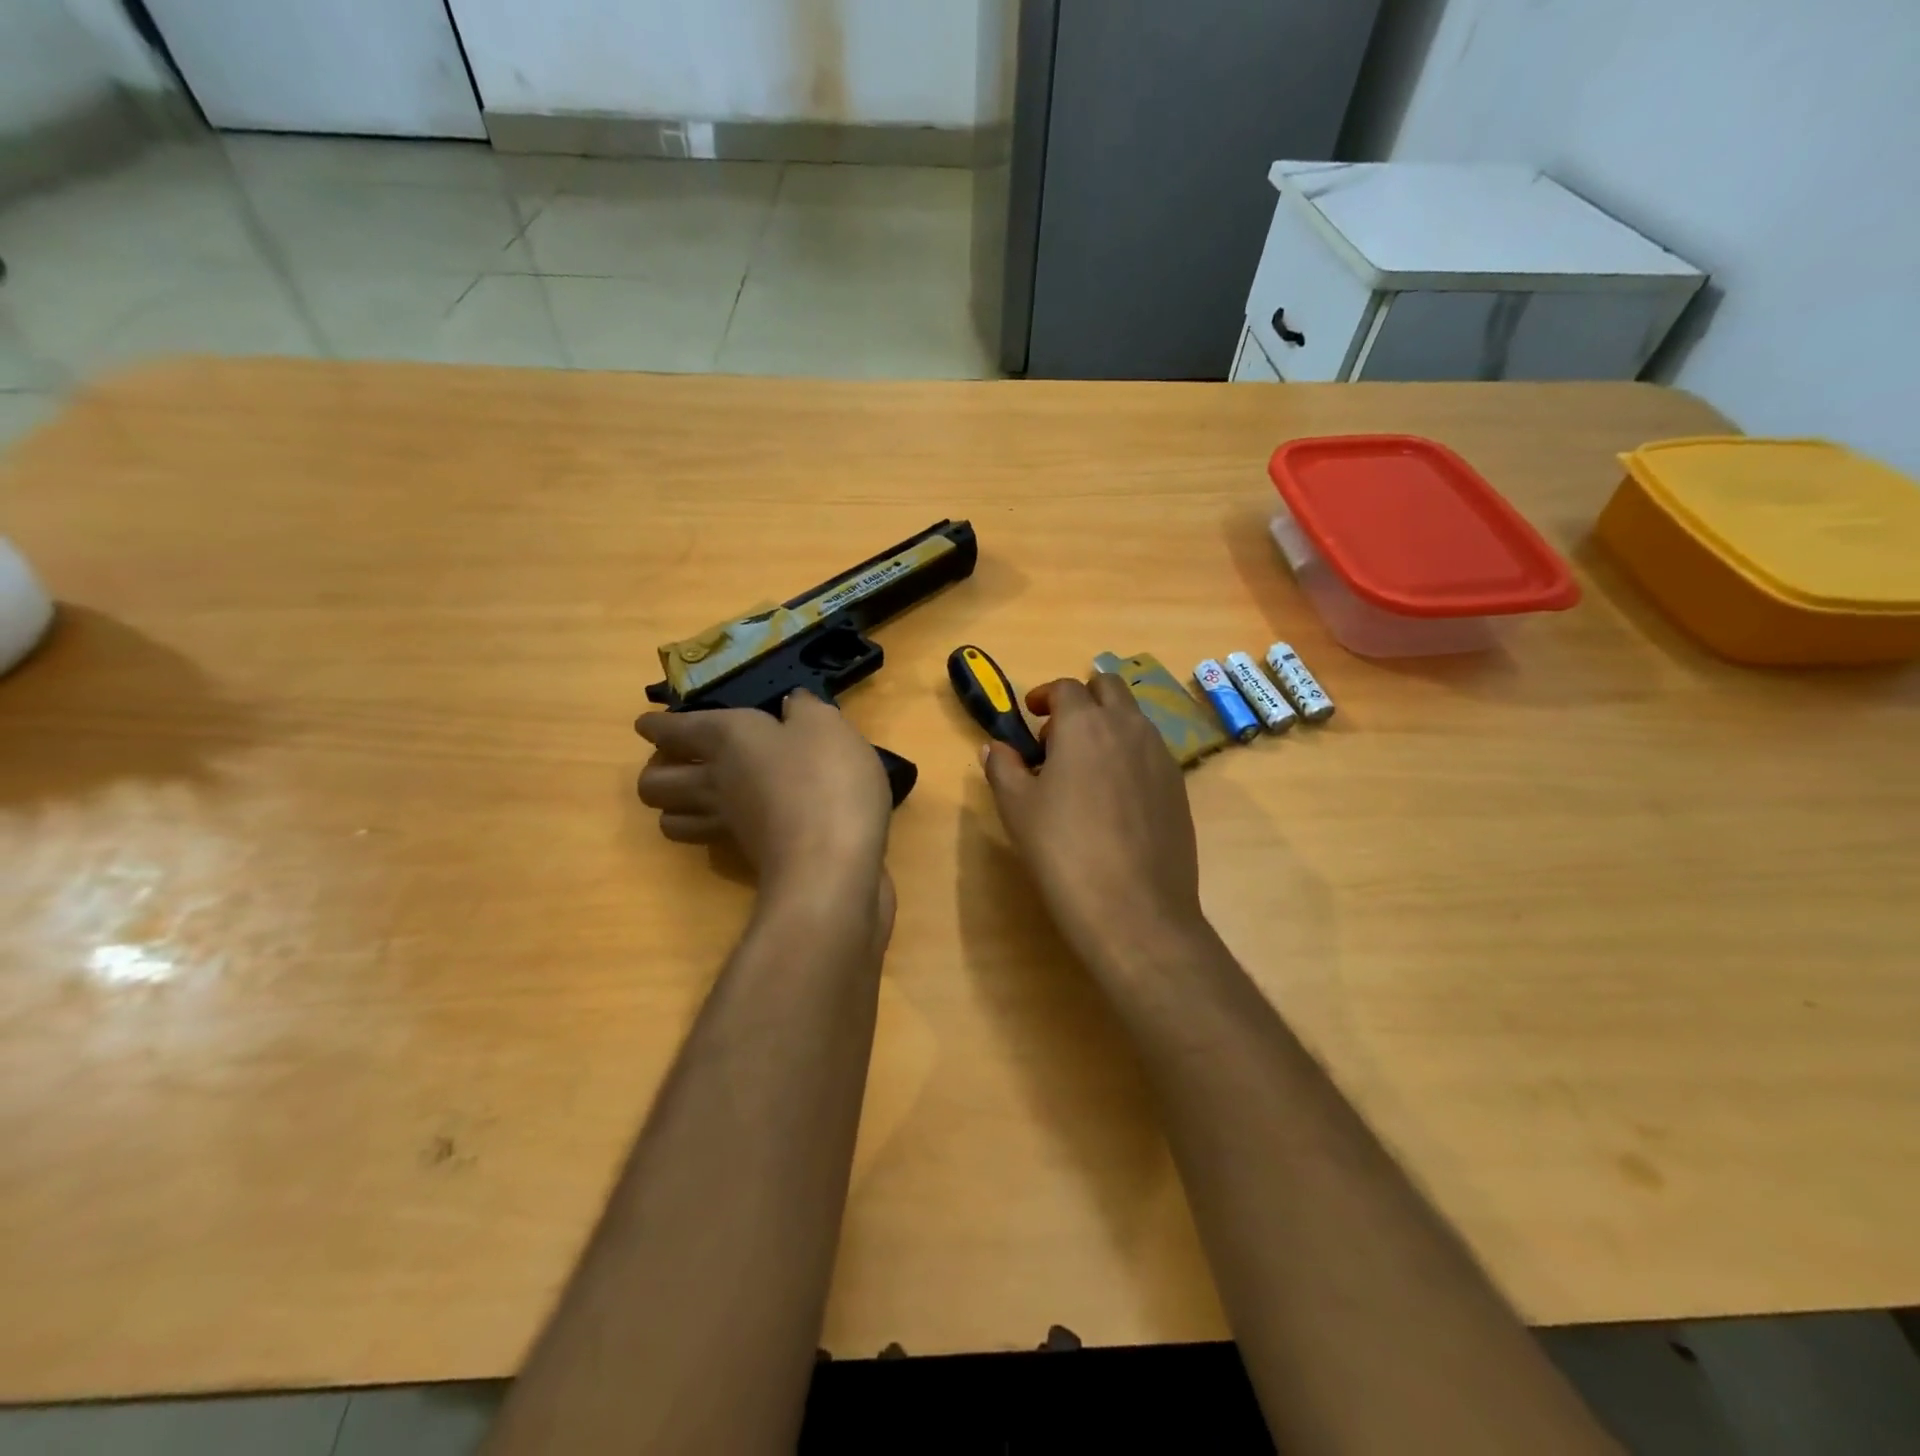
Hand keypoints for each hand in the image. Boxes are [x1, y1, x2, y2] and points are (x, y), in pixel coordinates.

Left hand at [636, 692, 892, 901]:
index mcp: (726, 737)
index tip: (648, 725)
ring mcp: (725, 824)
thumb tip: (791, 703)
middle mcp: (713, 780)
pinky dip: (708, 829)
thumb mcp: (826, 726)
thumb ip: (805, 709)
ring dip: (673, 806)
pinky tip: (732, 821)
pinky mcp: (743, 856)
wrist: (832, 861)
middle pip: (653, 782)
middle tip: (678, 761)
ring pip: (670, 819)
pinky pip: (706, 839)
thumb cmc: (826, 778)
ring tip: (695, 796)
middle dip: (654, 771)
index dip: (656, 726)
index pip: (672, 730)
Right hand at [981, 673, 1205, 963]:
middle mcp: (1129, 728)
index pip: (1066, 688)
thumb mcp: (1017, 808)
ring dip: (1107, 725)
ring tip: (1083, 770)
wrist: (1134, 909)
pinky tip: (1112, 799)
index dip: (1044, 695)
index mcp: (1086, 724)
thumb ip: (1002, 767)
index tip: (1031, 716)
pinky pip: (1150, 752)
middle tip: (1057, 736)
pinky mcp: (1179, 787)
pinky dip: (1128, 755)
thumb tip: (995, 747)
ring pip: (1134, 719)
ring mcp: (1162, 756)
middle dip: (1082, 699)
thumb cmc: (1063, 851)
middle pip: (1109, 687)